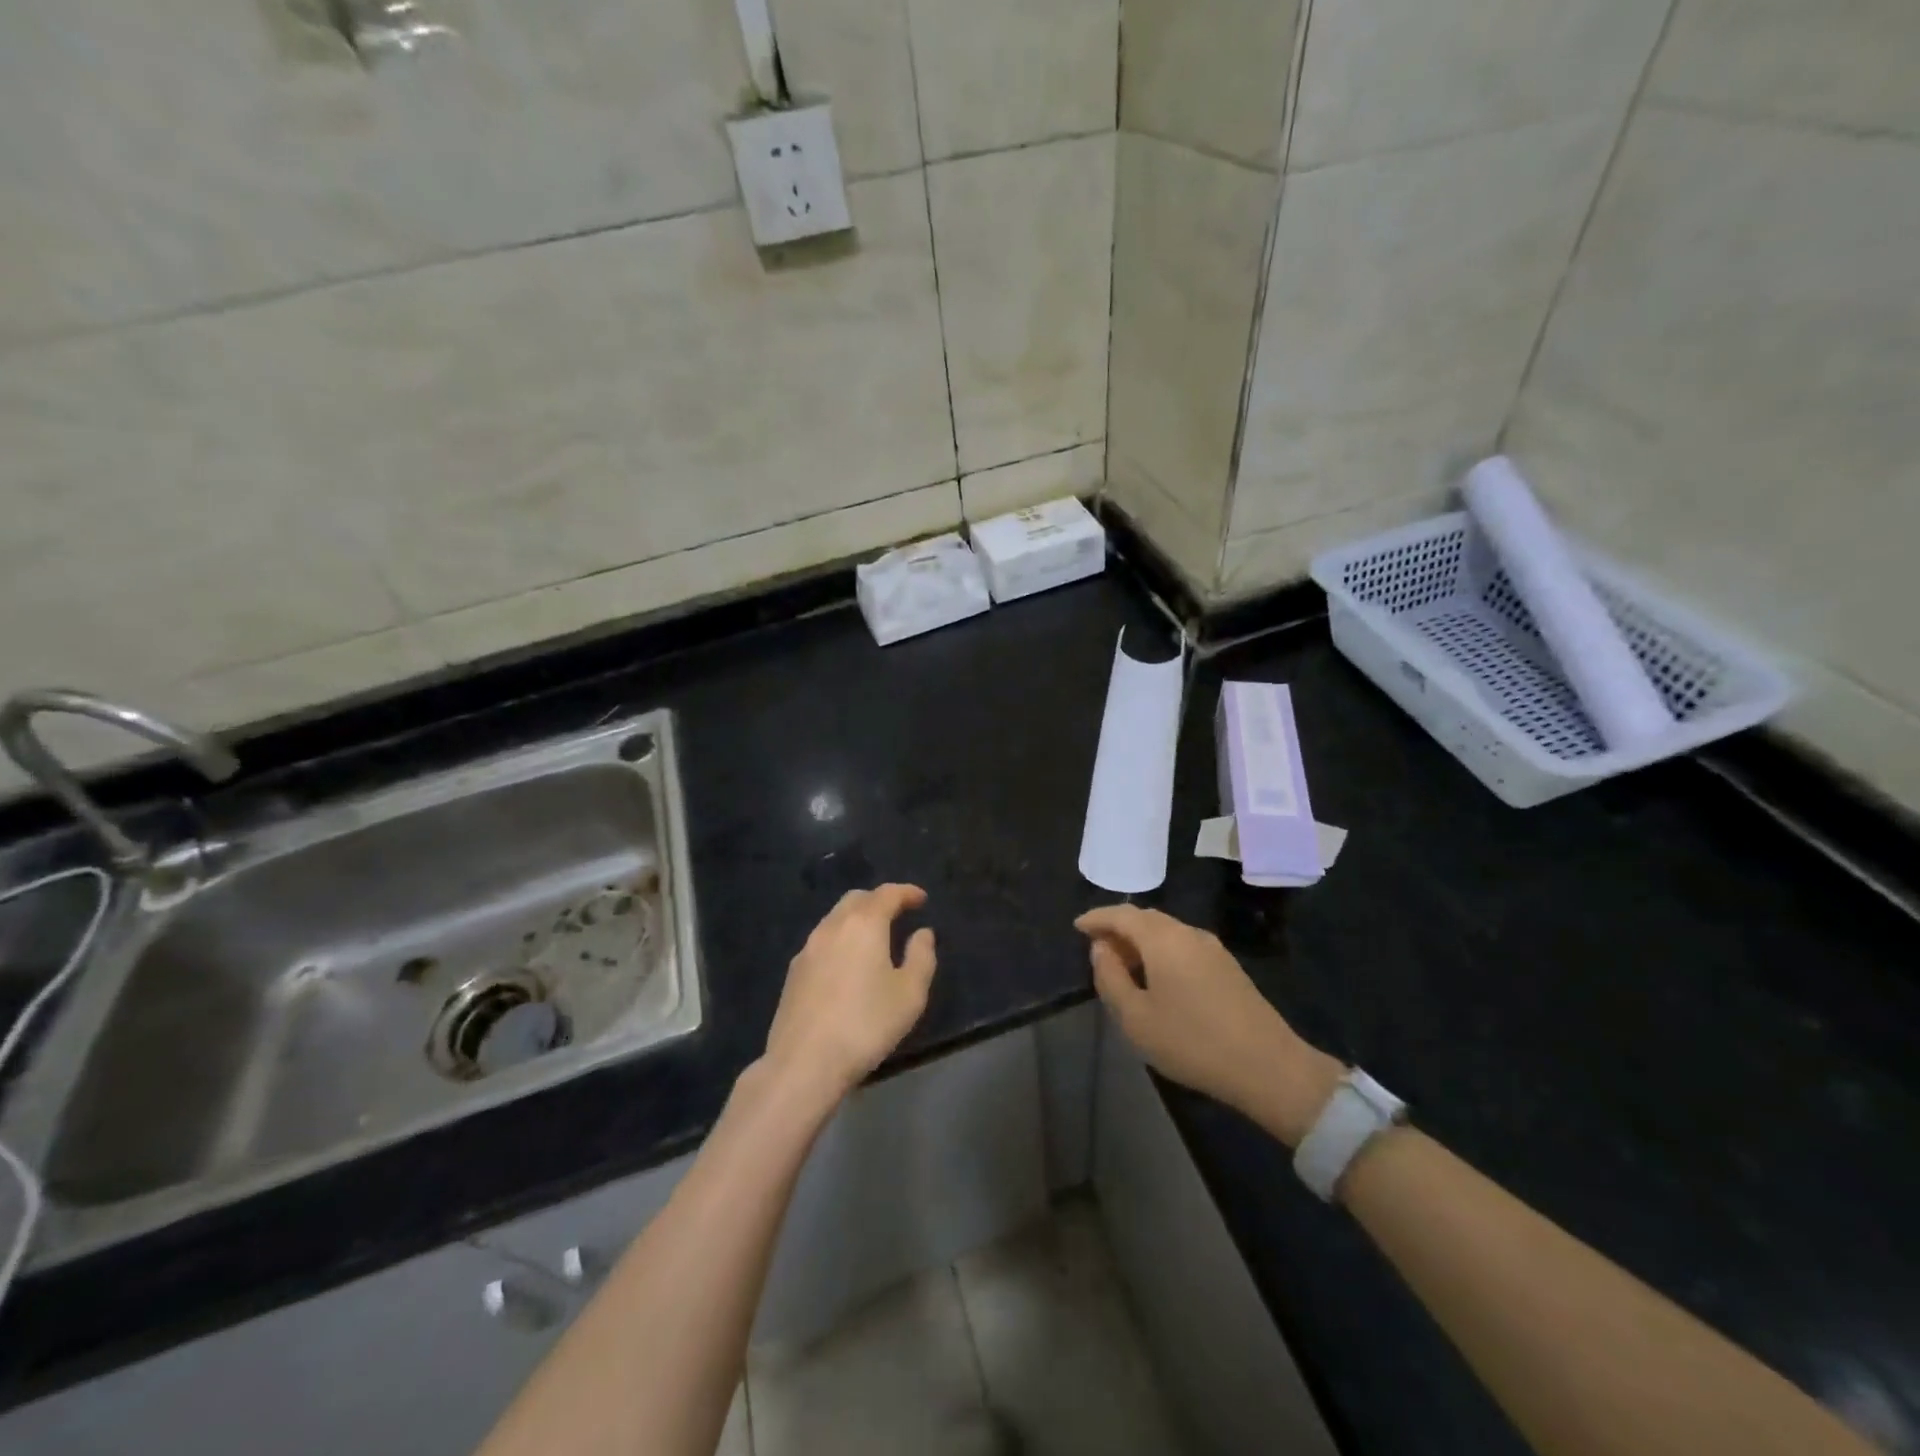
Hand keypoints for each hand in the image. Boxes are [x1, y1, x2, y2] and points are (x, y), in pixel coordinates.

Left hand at [761, 884, 937, 1106]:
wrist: (804, 1062)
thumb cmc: (866, 1025)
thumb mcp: (910, 994)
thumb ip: (921, 957)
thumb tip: (923, 933)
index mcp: (863, 925)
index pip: (887, 894)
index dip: (906, 892)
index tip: (922, 899)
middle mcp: (832, 927)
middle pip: (857, 899)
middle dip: (879, 900)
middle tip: (898, 913)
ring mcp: (808, 949)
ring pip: (835, 919)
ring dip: (857, 919)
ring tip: (874, 938)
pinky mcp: (794, 973)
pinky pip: (822, 941)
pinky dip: (840, 939)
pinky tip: (848, 963)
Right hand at [1075, 905, 1342, 1146]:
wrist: (1268, 1067)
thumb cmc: (1192, 1042)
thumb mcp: (1136, 1018)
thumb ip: (1111, 978)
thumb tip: (1101, 948)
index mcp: (1163, 938)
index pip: (1122, 914)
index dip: (1097, 918)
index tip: (1078, 927)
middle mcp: (1188, 933)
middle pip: (1146, 918)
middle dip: (1118, 927)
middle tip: (1097, 946)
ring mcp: (1212, 948)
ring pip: (1166, 931)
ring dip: (1141, 940)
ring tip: (1123, 963)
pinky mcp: (1228, 966)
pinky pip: (1183, 945)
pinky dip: (1161, 950)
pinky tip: (1157, 976)